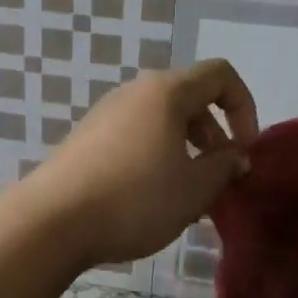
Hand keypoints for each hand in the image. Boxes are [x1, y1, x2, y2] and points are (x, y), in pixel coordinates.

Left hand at [26, 60, 257, 266]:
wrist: (52, 221)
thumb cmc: (134, 200)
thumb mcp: (193, 189)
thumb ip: (224, 167)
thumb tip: (235, 156)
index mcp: (166, 92)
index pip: (220, 75)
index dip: (244, 107)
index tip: (245, 151)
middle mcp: (135, 92)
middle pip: (190, 98)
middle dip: (215, 134)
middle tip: (218, 178)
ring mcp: (106, 113)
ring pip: (162, 120)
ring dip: (186, 149)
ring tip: (187, 194)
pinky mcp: (87, 138)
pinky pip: (136, 135)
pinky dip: (157, 156)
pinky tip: (151, 197)